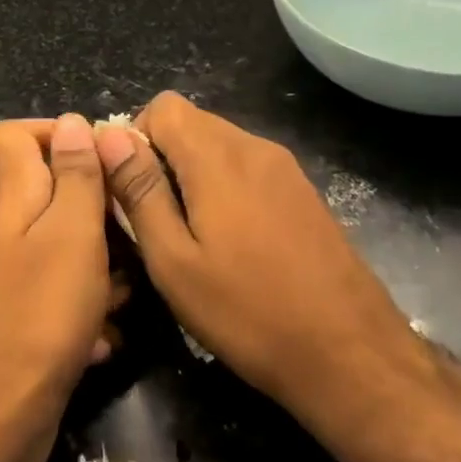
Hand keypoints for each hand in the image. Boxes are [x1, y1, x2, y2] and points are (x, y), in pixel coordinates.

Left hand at [0, 114, 111, 461]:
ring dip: (101, 263)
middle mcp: (7, 232)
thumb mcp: (71, 232)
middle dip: (97, 206)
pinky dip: (88, 308)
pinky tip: (108, 336)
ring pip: (65, 247)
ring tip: (128, 289)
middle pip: (50, 191)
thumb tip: (72, 120)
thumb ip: (75, 175)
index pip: (14, 134)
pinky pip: (63, 296)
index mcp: (13, 199)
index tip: (101, 157)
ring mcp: (13, 278)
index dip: (56, 132)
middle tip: (132, 230)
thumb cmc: (41, 313)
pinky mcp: (24, 320)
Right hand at [94, 93, 430, 429]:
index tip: (132, 191)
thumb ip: (139, 191)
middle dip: (162, 159)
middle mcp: (254, 146)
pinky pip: (248, 168)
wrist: (352, 355)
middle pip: (192, 122)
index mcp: (218, 156)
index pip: (163, 106)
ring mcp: (285, 168)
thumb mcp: (174, 261)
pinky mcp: (304, 191)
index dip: (137, 139)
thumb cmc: (248, 313)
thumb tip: (108, 136)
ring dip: (193, 175)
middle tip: (157, 222)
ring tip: (192, 238)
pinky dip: (225, 188)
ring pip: (219, 145)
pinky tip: (233, 244)